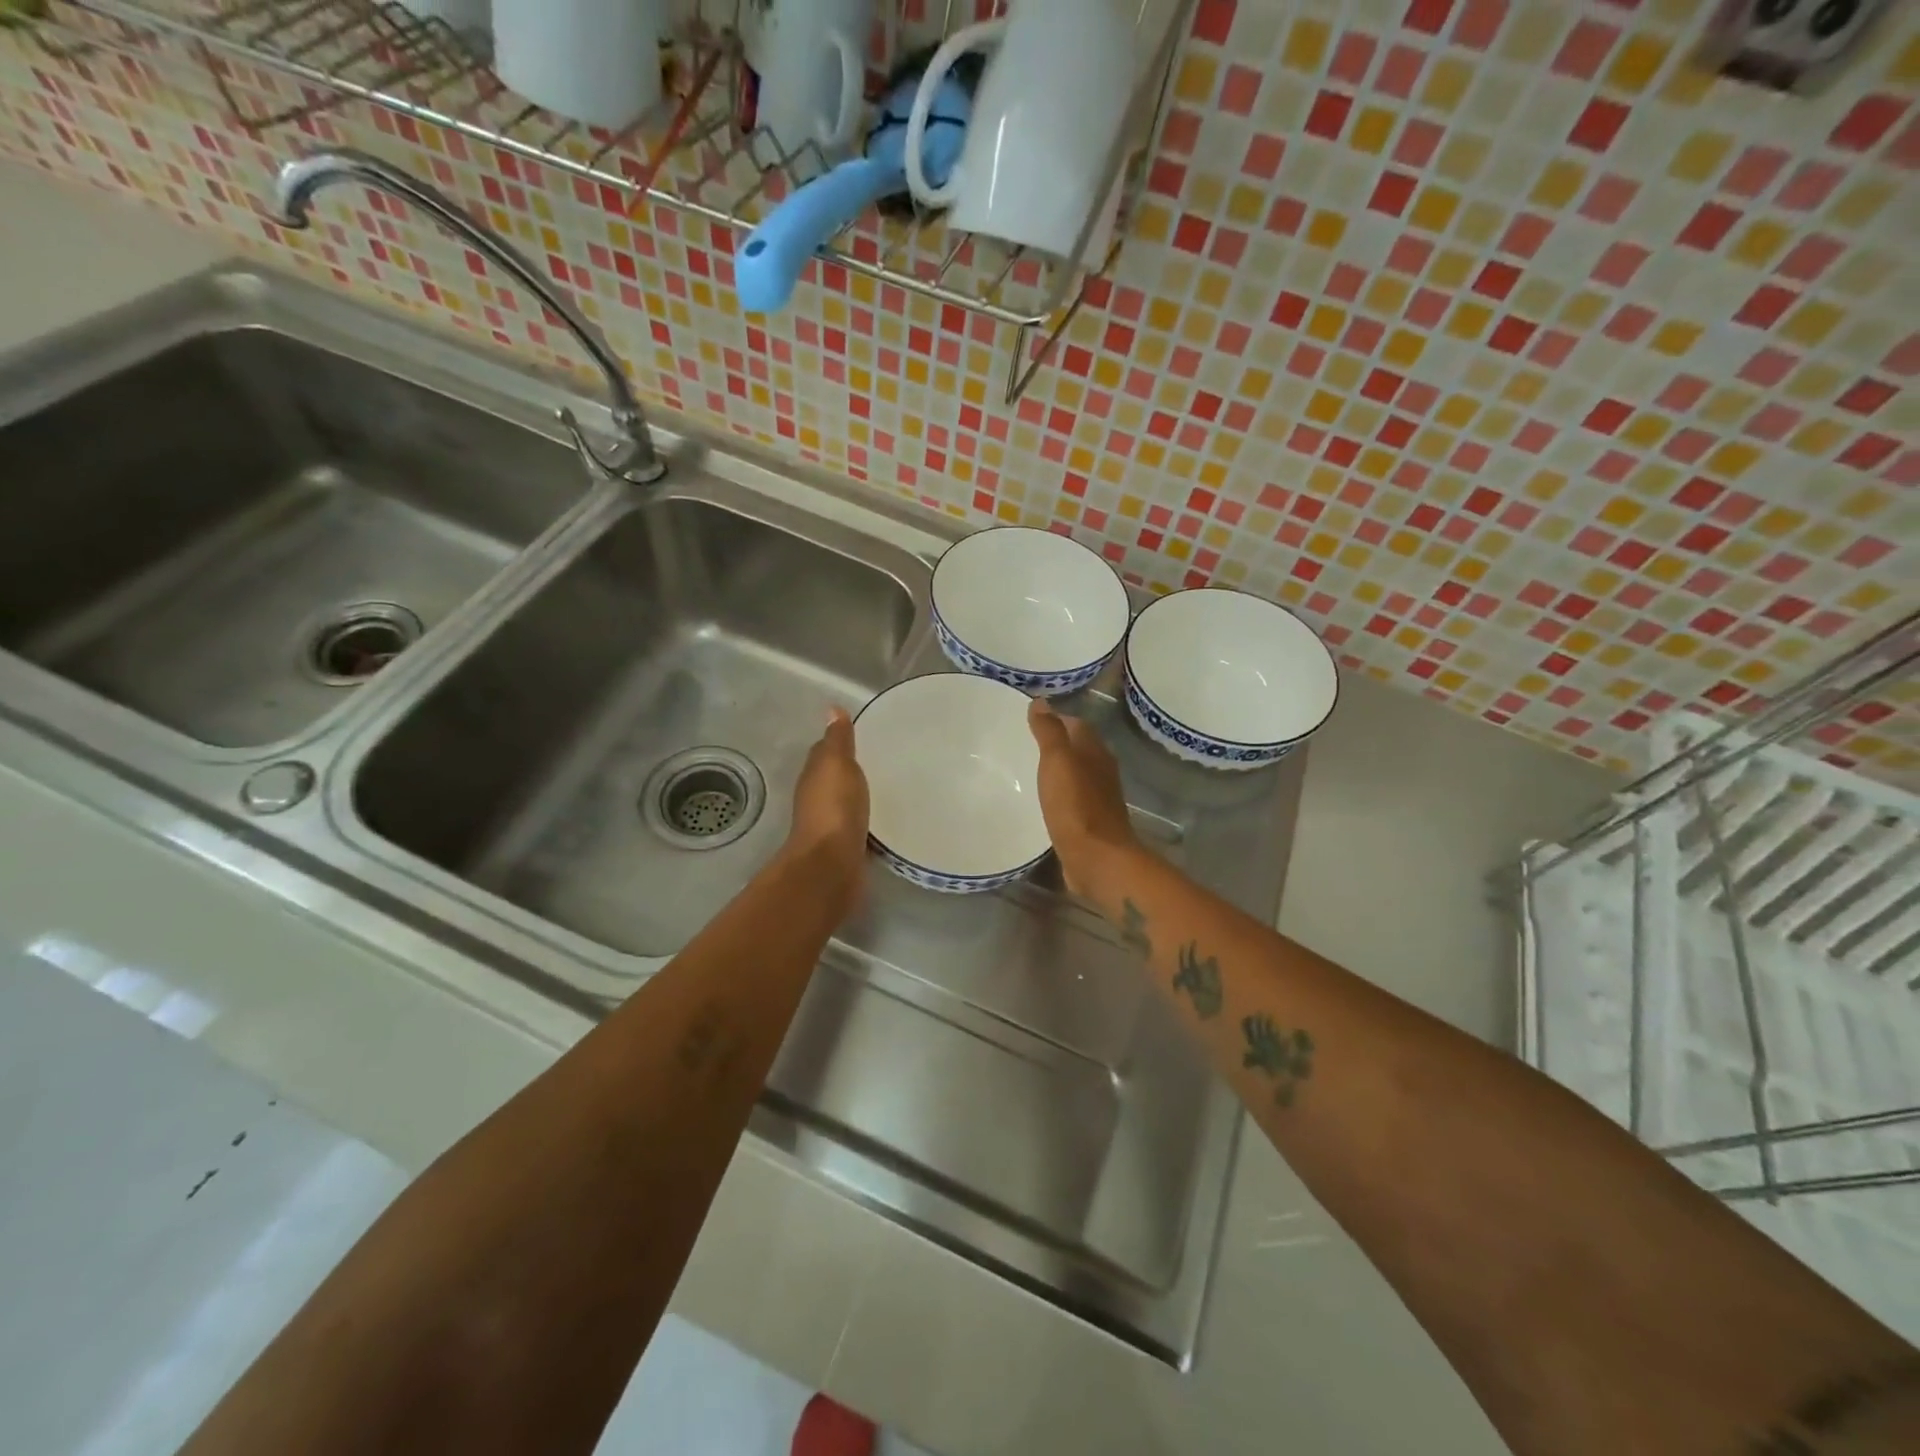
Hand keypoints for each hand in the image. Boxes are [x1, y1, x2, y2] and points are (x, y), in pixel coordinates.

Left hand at [787, 708, 869, 884]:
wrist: (831, 865)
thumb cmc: (834, 808)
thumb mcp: (837, 765)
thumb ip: (837, 740)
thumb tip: (831, 709)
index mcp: (814, 776)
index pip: (825, 751)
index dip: (840, 742)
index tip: (864, 735)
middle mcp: (817, 798)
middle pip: (834, 777)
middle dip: (852, 769)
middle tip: (883, 759)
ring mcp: (830, 825)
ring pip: (845, 801)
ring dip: (859, 794)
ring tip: (888, 787)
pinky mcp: (845, 847)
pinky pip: (858, 824)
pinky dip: (867, 817)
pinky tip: (885, 817)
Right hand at [1027, 699, 1135, 895]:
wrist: (1097, 858)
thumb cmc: (1076, 805)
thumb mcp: (1058, 761)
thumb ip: (1049, 731)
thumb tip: (1040, 701)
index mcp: (1095, 752)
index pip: (1076, 724)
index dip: (1055, 719)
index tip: (1028, 720)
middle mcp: (1100, 771)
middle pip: (1077, 749)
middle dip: (1055, 744)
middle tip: (1022, 744)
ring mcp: (1097, 798)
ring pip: (1075, 775)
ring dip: (1057, 771)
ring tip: (1026, 770)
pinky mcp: (1089, 823)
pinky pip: (1071, 800)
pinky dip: (1058, 795)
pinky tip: (1041, 801)